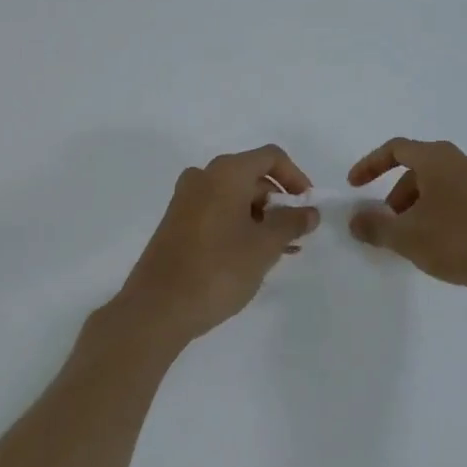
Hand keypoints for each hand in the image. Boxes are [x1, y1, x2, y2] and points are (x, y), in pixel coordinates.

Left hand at [115, 145, 319, 344]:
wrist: (157, 308)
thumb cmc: (218, 269)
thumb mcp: (265, 246)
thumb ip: (292, 223)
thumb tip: (309, 211)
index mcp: (226, 172)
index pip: (271, 157)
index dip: (296, 177)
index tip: (308, 206)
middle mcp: (203, 177)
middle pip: (252, 177)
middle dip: (278, 203)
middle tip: (296, 235)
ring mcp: (186, 200)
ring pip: (234, 198)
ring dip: (261, 219)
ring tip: (279, 251)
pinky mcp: (176, 223)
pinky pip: (217, 212)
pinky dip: (239, 226)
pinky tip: (252, 257)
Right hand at [347, 138, 466, 300]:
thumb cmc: (458, 241)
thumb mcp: (407, 237)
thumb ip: (375, 226)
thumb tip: (355, 220)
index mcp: (438, 158)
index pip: (396, 149)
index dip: (371, 165)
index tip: (355, 186)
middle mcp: (462, 160)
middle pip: (419, 168)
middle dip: (396, 194)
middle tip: (387, 222)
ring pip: (440, 184)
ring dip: (419, 205)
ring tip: (413, 238)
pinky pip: (459, 197)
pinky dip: (441, 211)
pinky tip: (441, 242)